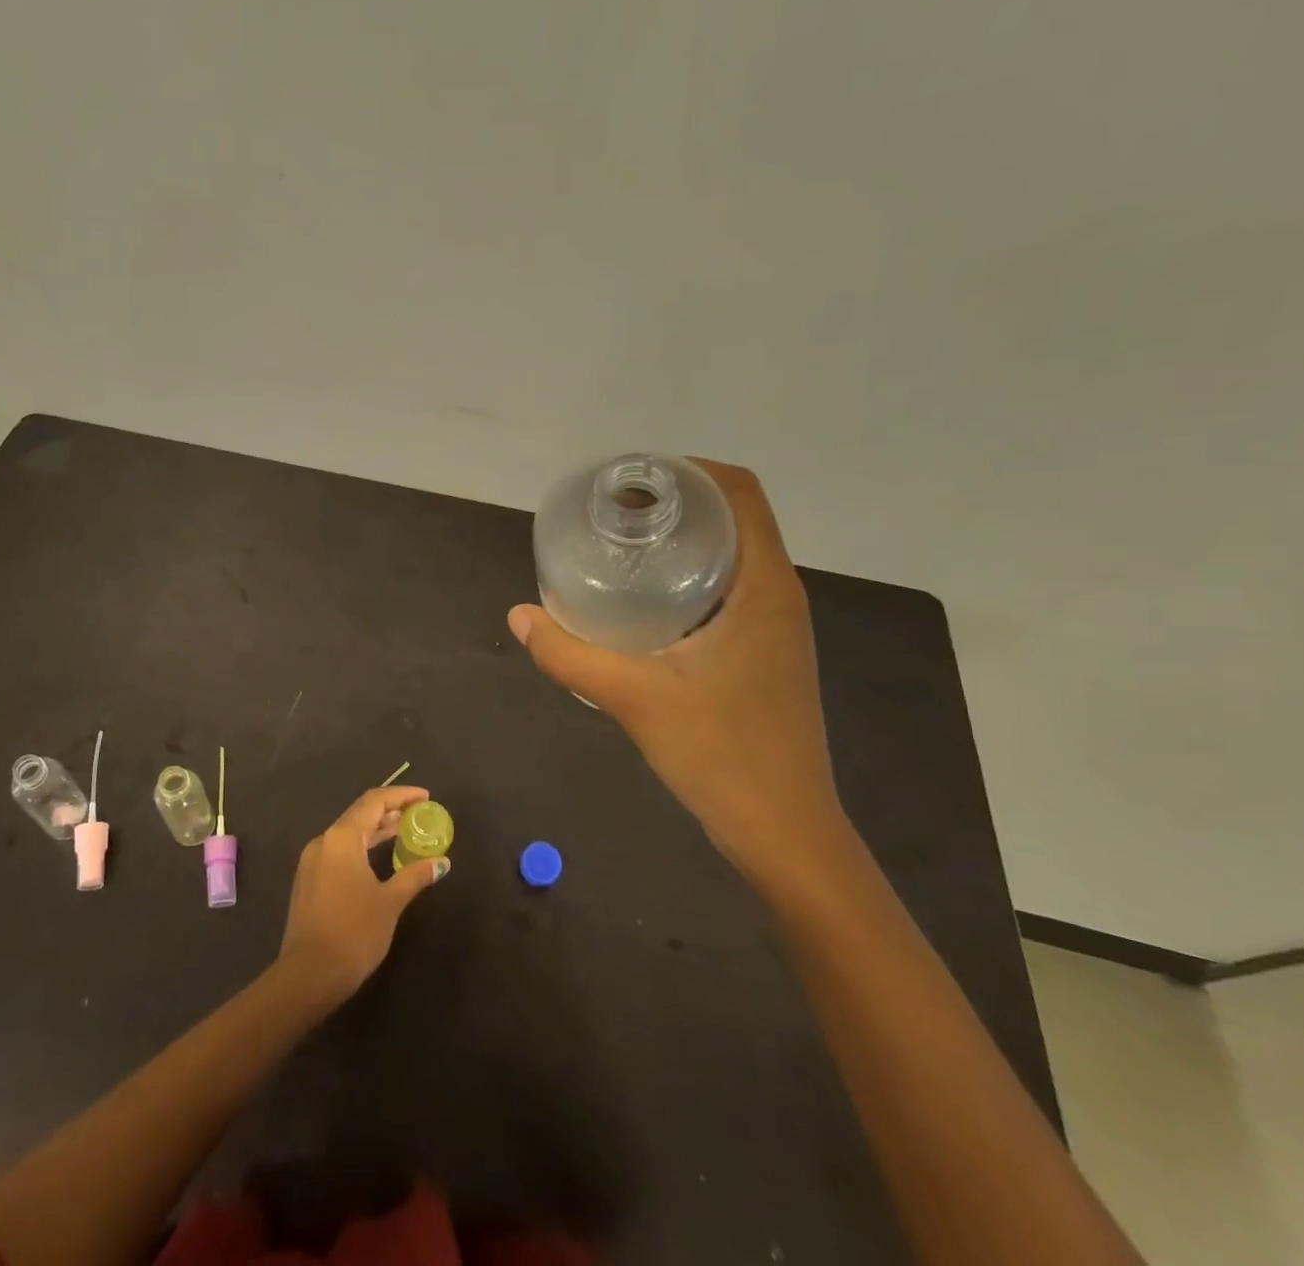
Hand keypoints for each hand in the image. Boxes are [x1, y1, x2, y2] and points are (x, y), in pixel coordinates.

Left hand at [277, 785, 449, 1004]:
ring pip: (349, 834)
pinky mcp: (309, 881)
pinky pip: (340, 851)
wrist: (308, 975)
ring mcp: (312, 861)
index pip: (374, 801)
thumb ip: (415, 876)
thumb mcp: (390, 902)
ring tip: (404, 832)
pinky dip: (362, 847)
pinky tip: (379, 859)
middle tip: (419, 815)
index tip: (425, 797)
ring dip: (376, 830)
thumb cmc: (353, 933)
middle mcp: (324, 841)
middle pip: (360, 814)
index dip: (401, 795)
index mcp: (342, 838)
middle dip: (390, 811)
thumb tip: (441, 862)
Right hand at [508, 459, 849, 881]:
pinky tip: (642, 600)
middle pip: (733, 517)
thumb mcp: (633, 698)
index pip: (740, 492)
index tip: (631, 479)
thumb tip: (519, 615)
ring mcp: (775, 626)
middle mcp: (779, 595)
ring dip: (682, 538)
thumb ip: (569, 654)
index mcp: (764, 587)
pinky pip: (728, 589)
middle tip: (611, 511)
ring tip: (620, 545)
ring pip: (732, 555)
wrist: (785, 833)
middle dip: (675, 501)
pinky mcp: (764, 652)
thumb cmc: (722, 755)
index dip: (689, 470)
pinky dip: (688, 574)